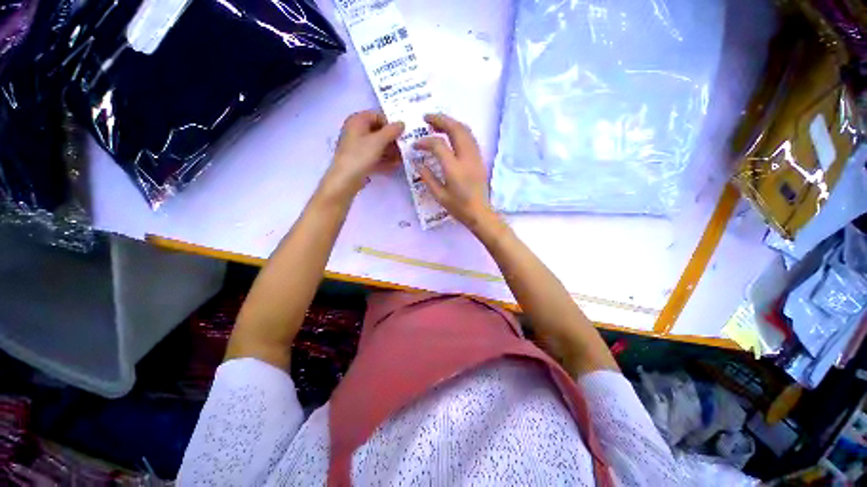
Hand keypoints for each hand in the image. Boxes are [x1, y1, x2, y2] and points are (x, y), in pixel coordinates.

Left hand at [321, 110, 404, 199]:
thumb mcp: (378, 141)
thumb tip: (402, 123)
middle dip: (392, 140)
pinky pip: (374, 156)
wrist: (346, 178)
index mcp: (357, 121)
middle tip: (404, 148)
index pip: (377, 116)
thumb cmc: (361, 155)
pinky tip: (395, 166)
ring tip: (402, 159)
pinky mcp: (359, 159)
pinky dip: (384, 159)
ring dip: (390, 151)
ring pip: (377, 145)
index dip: (390, 124)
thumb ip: (392, 131)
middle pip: (378, 132)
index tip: (401, 134)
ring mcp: (357, 146)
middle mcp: (356, 131)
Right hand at [414, 113, 495, 230]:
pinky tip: (452, 134)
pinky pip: (471, 138)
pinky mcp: (480, 159)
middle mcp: (466, 158)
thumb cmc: (458, 207)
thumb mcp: (439, 195)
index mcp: (454, 169)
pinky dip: (460, 130)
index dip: (425, 142)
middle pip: (455, 129)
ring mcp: (476, 157)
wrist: (479, 213)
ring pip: (466, 130)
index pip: (438, 145)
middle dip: (440, 120)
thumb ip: (427, 177)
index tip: (416, 146)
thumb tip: (417, 162)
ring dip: (451, 123)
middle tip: (426, 118)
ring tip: (438, 123)